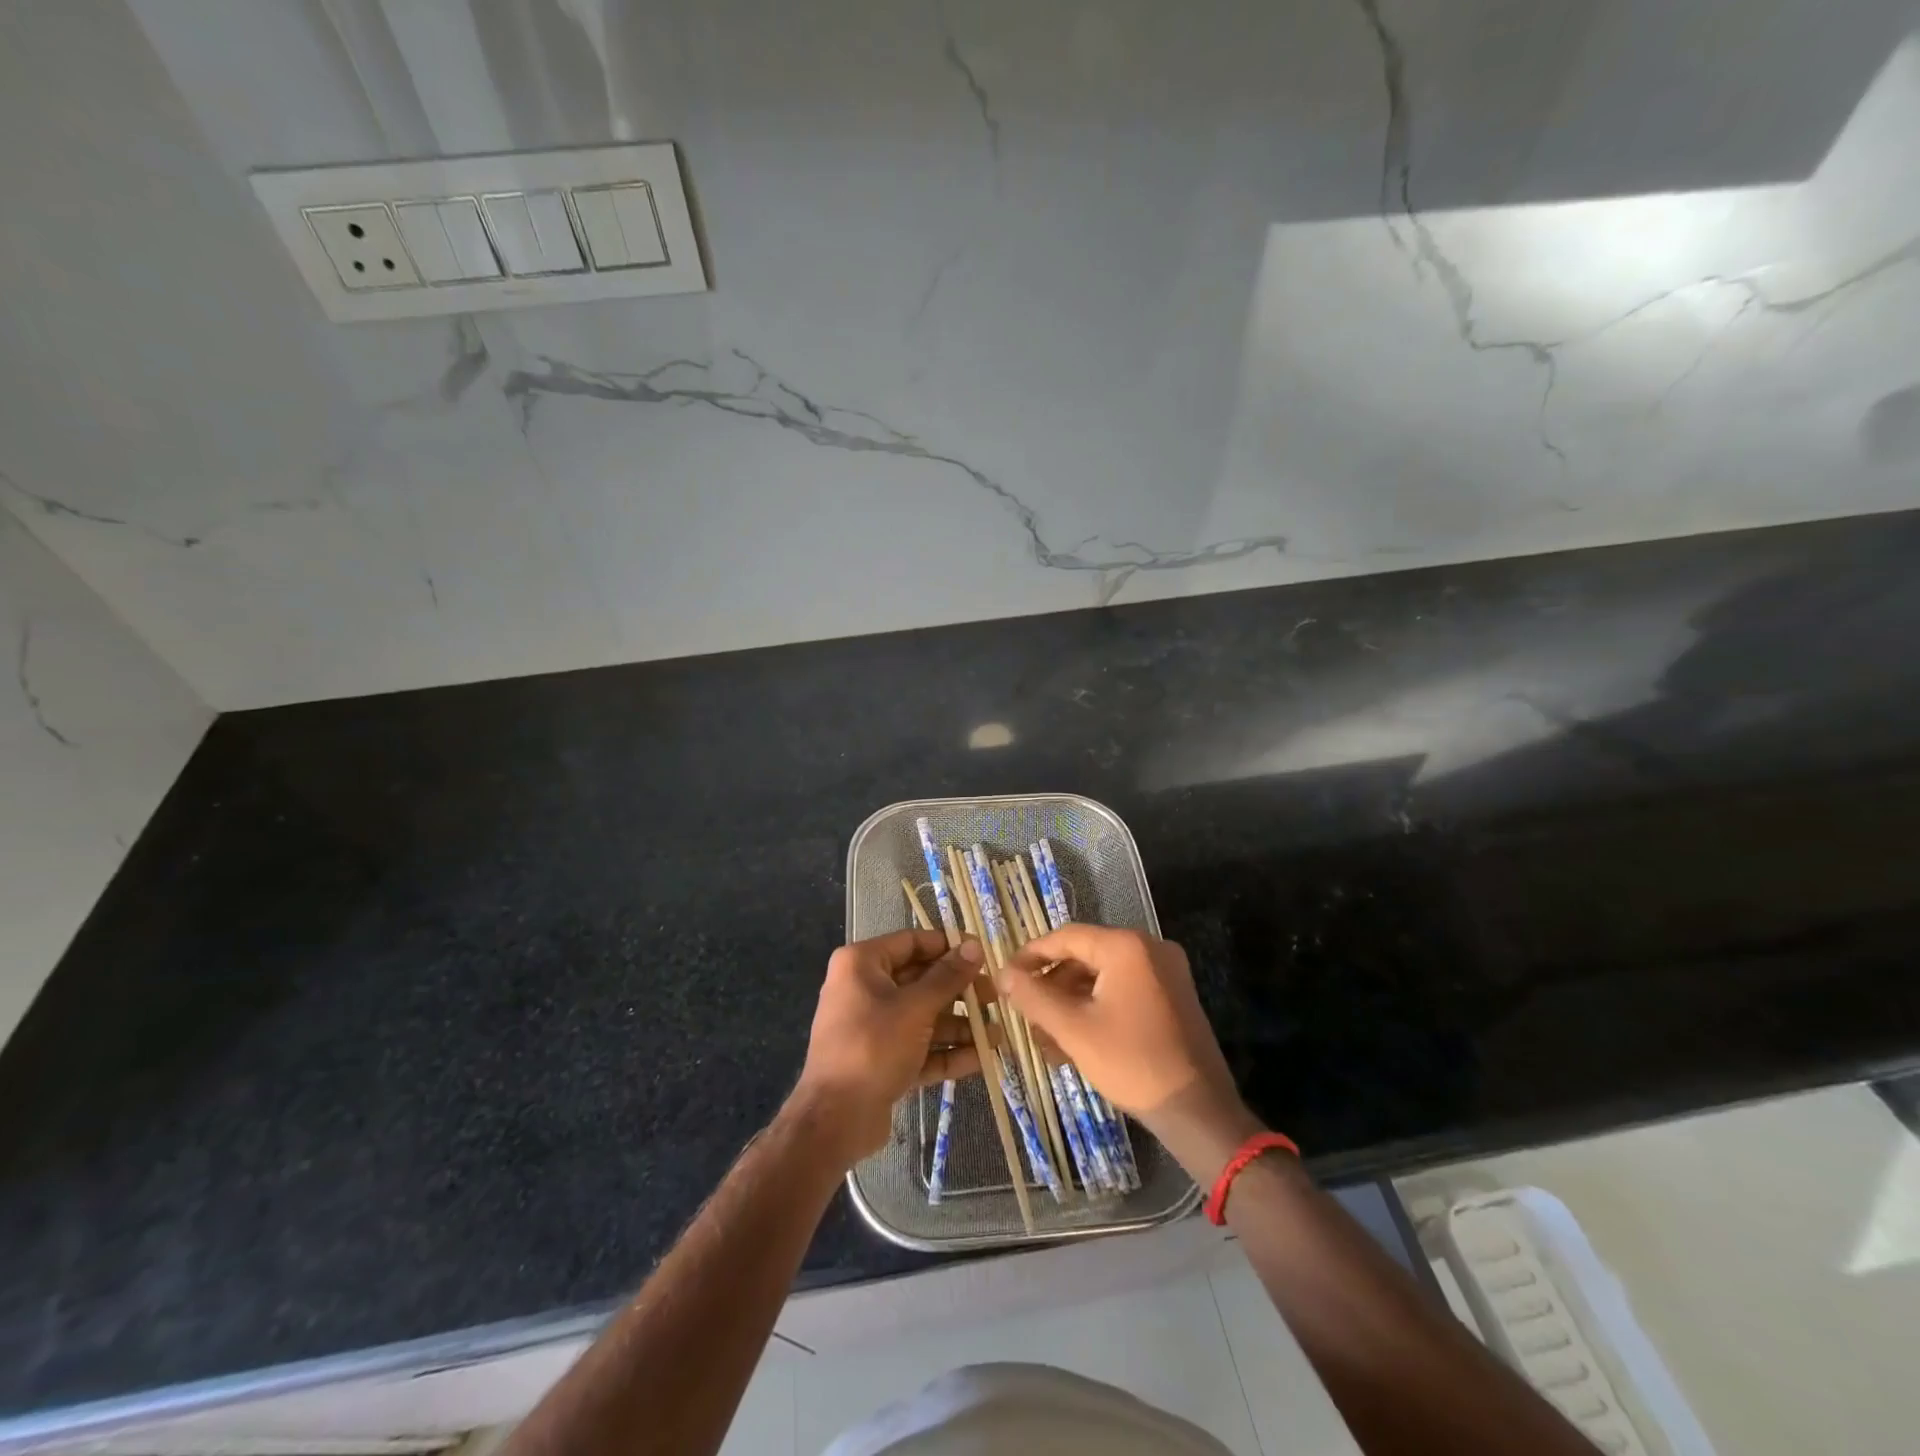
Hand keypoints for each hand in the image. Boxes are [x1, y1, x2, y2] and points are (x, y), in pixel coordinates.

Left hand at [790, 929, 983, 1166]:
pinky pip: (918, 1048)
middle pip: (921, 981)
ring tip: (996, 1035)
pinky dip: (946, 1053)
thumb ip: (948, 977)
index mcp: (862, 964)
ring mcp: (872, 1027)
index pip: (912, 942)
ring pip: (923, 1018)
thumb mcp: (915, 1008)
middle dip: (960, 992)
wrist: (834, 1120)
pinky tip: (981, 1059)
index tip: (982, 955)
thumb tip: (975, 946)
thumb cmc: (873, 1046)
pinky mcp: (881, 1061)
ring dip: (959, 1026)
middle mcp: (864, 989)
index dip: (949, 946)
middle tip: (994, 998)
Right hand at [997, 924, 1253, 1154]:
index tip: (1005, 977)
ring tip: (1045, 1039)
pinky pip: (1123, 991)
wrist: (1199, 1112)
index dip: (1031, 955)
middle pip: (1084, 957)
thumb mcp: (1073, 1029)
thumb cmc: (1132, 1063)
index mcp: (1126, 946)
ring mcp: (1165, 972)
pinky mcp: (1172, 996)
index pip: (1066, 937)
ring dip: (1070, 1003)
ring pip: (1102, 978)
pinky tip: (1074, 1042)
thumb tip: (1003, 974)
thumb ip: (1034, 996)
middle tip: (1025, 1014)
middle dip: (1051, 987)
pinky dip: (1096, 1009)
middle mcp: (1149, 948)